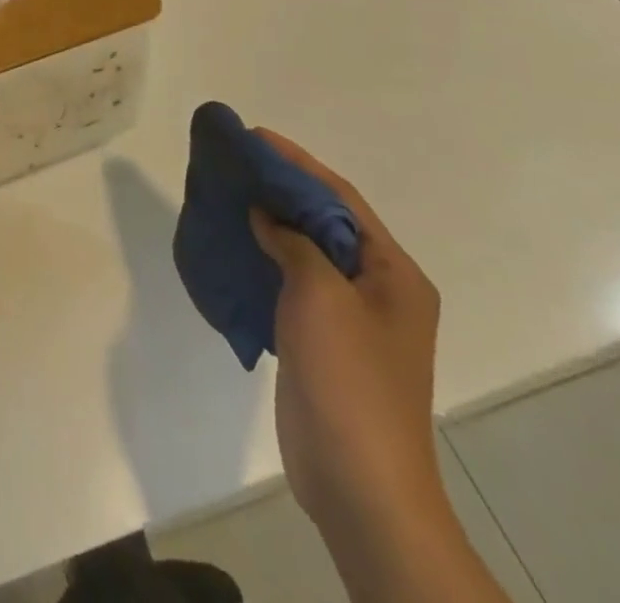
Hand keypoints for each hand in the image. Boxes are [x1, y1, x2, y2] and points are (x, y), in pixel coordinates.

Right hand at [248, 132, 443, 543]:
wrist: (359, 483)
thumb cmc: (349, 380)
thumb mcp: (320, 296)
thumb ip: (293, 243)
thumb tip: (265, 213)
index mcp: (393, 274)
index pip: (341, 199)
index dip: (297, 163)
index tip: (254, 136)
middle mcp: (377, 288)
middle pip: (323, 221)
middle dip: (280, 188)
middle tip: (234, 162)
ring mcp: (350, 317)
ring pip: (303, 251)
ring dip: (268, 222)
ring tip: (226, 194)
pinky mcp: (321, 340)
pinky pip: (290, 282)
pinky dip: (263, 258)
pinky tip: (232, 246)